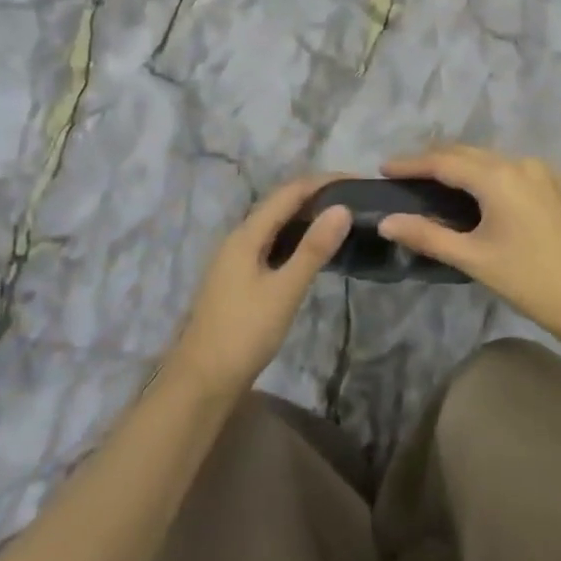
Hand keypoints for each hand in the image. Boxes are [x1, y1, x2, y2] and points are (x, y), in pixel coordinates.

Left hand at [173, 176, 351, 394]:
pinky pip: (272, 242)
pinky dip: (297, 236)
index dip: (324, 181)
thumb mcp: (285, 290)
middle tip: (356, 197)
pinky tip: (314, 249)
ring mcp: (237, 258)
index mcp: (247, 234)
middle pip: (281, 203)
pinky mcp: (240, 277)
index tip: (358, 179)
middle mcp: (240, 238)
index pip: (290, 192)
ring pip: (276, 224)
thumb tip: (343, 208)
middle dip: (317, 194)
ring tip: (342, 216)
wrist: (201, 381)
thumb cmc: (244, 332)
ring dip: (307, 214)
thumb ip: (313, 249)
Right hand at [378, 145, 560, 345]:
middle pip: (470, 153)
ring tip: (447, 184)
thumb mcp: (474, 259)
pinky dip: (501, 177)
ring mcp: (551, 171)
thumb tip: (386, 220)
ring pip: (499, 160)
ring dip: (470, 167)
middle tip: (410, 175)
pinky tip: (495, 197)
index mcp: (498, 176)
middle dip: (437, 160)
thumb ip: (427, 234)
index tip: (385, 167)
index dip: (411, 163)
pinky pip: (525, 171)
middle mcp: (524, 162)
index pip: (443, 160)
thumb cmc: (531, 282)